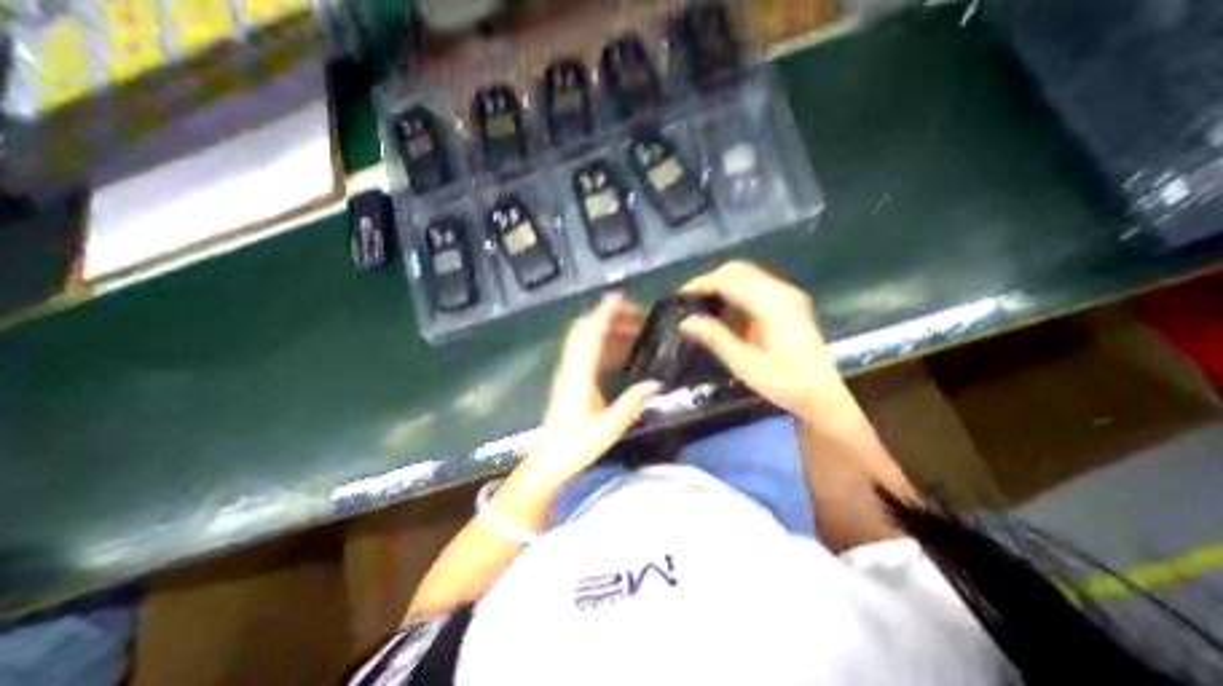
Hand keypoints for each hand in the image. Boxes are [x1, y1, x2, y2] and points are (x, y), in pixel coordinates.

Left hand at [519, 293, 665, 486]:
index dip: (604, 313)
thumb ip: (631, 404)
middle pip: (584, 330)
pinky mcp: (570, 379)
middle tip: (636, 314)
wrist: (550, 460)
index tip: (618, 296)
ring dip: (607, 329)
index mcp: (580, 377)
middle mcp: (572, 368)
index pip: (591, 336)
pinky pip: (586, 352)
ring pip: (585, 339)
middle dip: (608, 316)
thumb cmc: (576, 446)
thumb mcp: (608, 429)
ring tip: (635, 329)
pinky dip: (604, 344)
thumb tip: (655, 382)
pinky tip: (622, 351)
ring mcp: (569, 372)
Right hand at [679, 261, 853, 420]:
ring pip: (748, 277)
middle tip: (689, 299)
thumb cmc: (783, 382)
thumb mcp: (744, 363)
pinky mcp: (789, 304)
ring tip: (702, 304)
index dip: (701, 284)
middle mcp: (781, 292)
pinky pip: (757, 288)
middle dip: (711, 280)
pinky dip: (736, 293)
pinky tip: (725, 312)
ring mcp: (788, 296)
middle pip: (739, 270)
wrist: (822, 395)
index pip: (729, 281)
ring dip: (723, 285)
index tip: (679, 295)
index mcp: (772, 304)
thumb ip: (714, 338)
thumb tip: (685, 321)